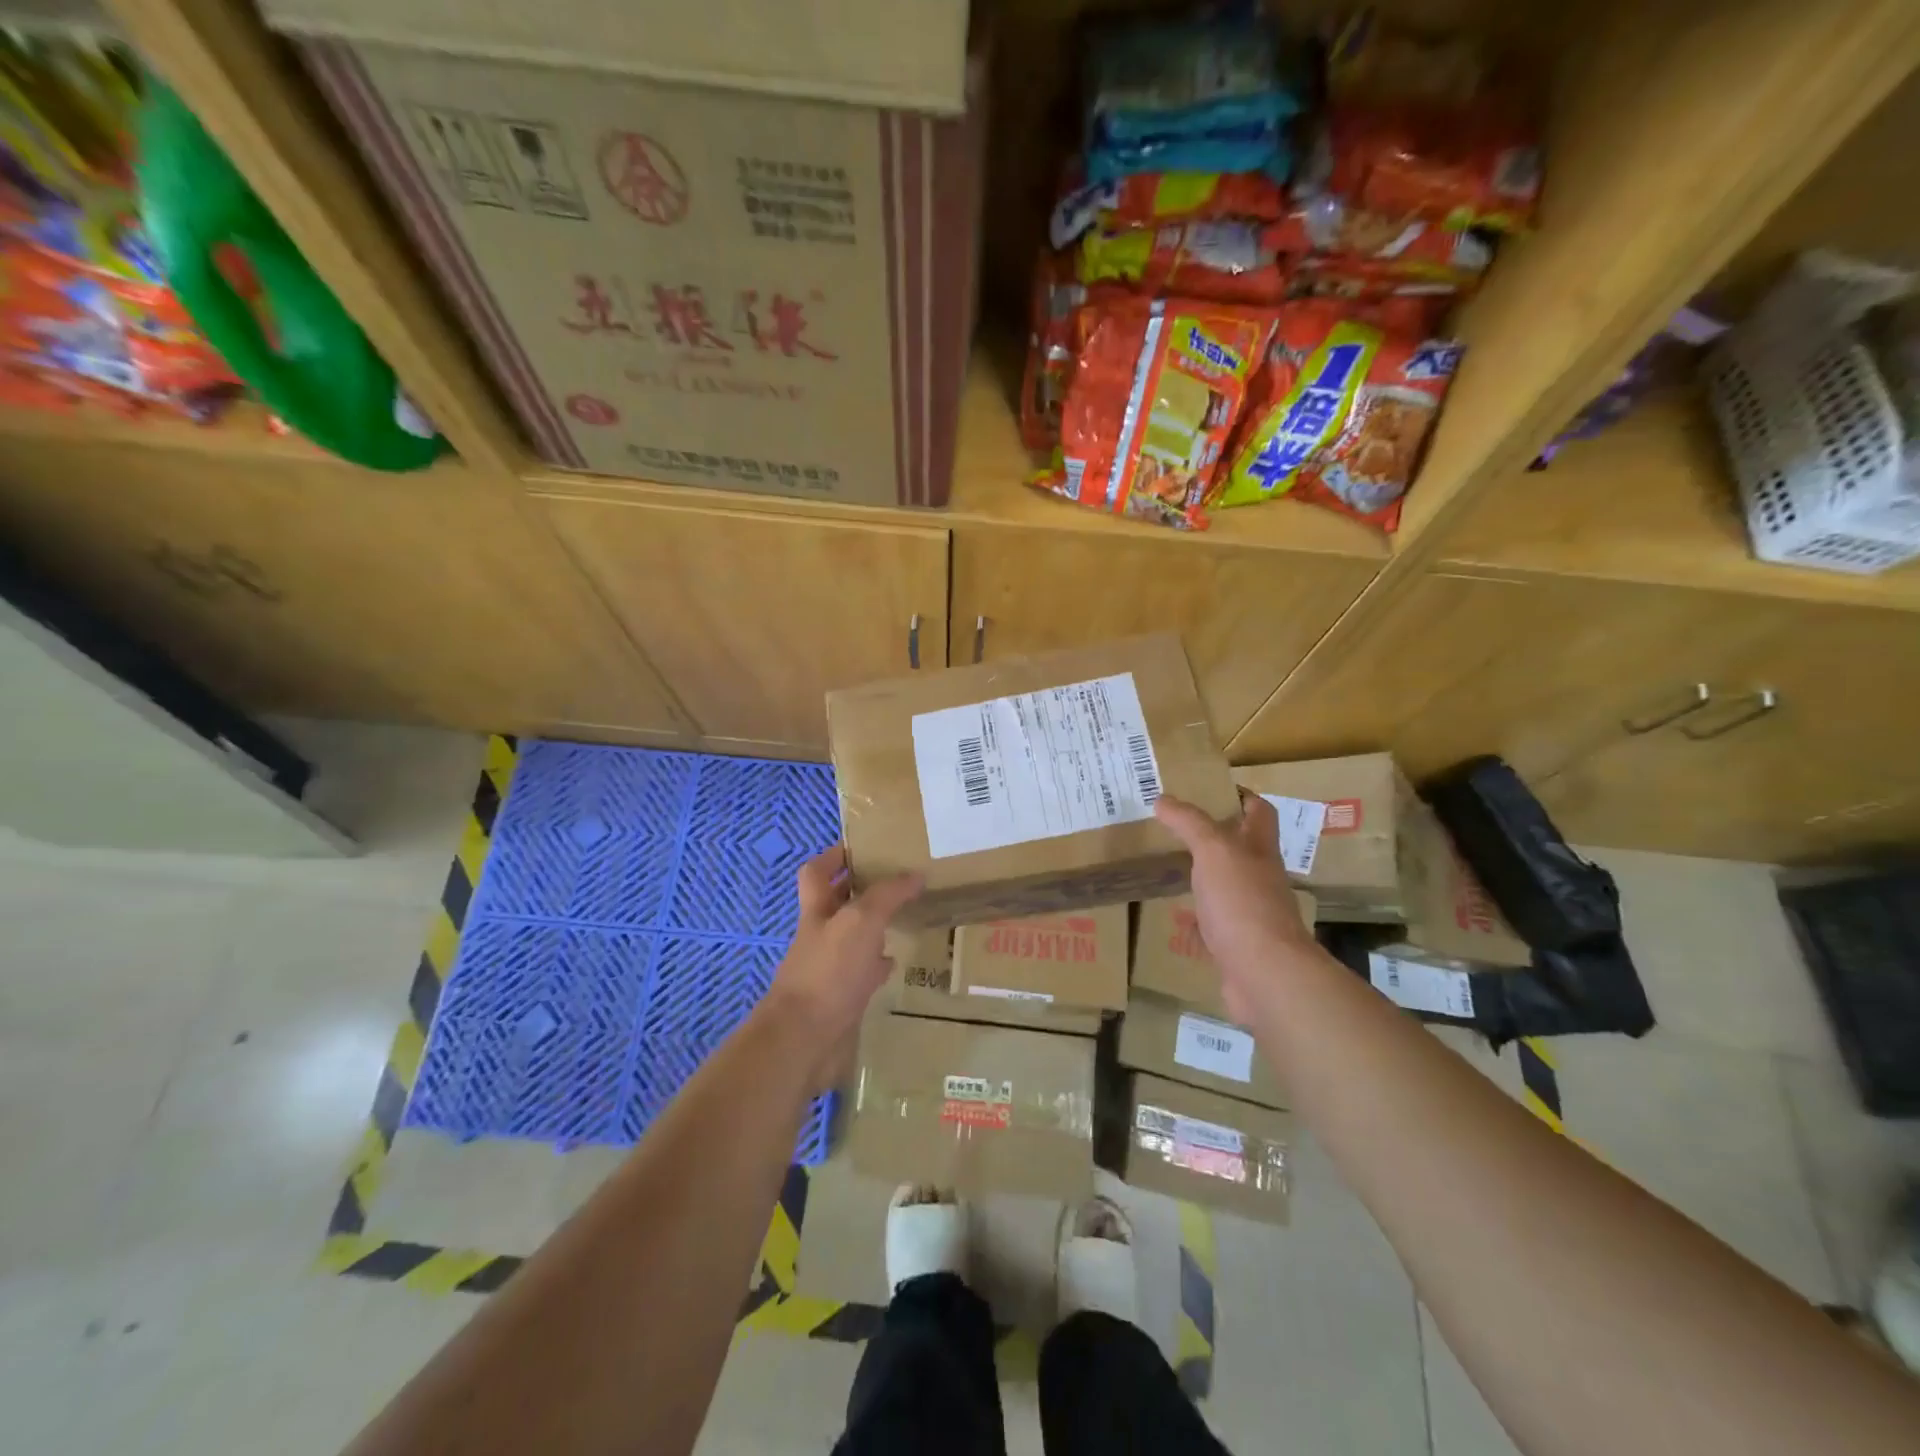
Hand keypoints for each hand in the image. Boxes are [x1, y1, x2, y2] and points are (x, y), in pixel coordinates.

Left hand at [764, 846, 921, 1090]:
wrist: (804, 1040)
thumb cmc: (828, 971)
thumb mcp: (861, 921)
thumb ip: (888, 895)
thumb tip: (916, 874)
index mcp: (817, 909)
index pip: (817, 871)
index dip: (834, 856)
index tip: (863, 846)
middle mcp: (820, 934)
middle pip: (838, 903)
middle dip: (863, 889)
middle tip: (899, 879)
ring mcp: (830, 968)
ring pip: (854, 938)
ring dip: (875, 927)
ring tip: (908, 915)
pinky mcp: (842, 997)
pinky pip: (863, 973)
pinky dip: (879, 965)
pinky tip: (899, 962)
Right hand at [1155, 793, 1316, 1022]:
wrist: (1264, 973)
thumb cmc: (1242, 902)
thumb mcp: (1213, 850)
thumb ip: (1189, 823)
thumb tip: (1163, 799)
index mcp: (1259, 849)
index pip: (1259, 811)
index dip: (1240, 795)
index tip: (1208, 788)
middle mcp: (1259, 877)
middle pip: (1241, 848)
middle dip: (1214, 836)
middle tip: (1175, 826)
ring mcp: (1250, 913)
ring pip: (1225, 886)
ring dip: (1203, 877)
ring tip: (1169, 865)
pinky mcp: (1236, 944)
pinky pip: (1212, 925)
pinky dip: (1194, 920)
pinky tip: (1172, 916)